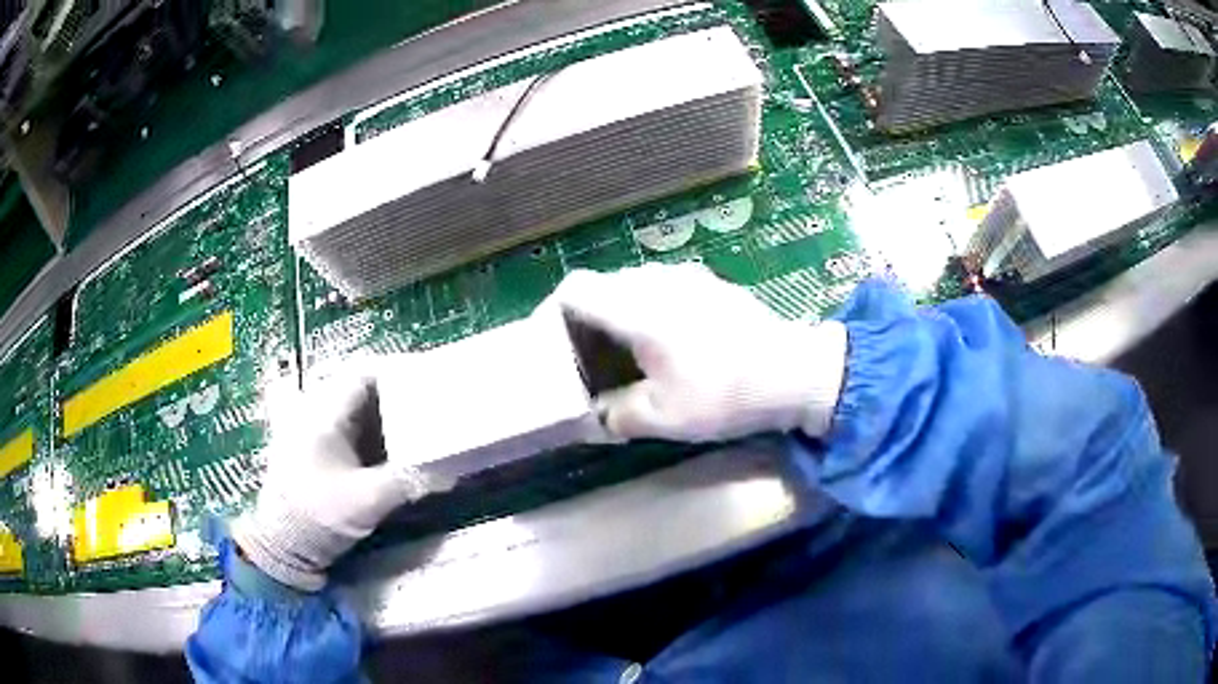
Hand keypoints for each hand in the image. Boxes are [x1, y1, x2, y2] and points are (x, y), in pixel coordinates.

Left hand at [233, 371, 441, 590]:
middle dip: (394, 392)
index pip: (361, 374)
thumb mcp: (367, 501)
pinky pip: (348, 428)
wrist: (284, 546)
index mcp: (323, 415)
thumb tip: (448, 474)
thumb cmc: (319, 516)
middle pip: (359, 388)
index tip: (425, 380)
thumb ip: (407, 483)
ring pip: (354, 408)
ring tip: (416, 423)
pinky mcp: (316, 451)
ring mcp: (313, 432)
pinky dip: (372, 430)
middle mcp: (315, 414)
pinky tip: (392, 446)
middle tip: (425, 403)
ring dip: (384, 413)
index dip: (394, 370)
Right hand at [551, 263, 847, 441]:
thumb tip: (599, 415)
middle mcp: (657, 280)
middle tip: (582, 357)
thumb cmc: (725, 394)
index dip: (550, 311)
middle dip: (583, 319)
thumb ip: (619, 414)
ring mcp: (687, 276)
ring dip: (616, 314)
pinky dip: (646, 310)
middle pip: (601, 287)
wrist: (795, 372)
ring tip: (622, 353)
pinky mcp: (710, 283)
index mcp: (638, 308)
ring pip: (632, 285)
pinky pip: (661, 288)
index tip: (547, 342)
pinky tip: (666, 343)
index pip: (575, 289)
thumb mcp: (665, 417)